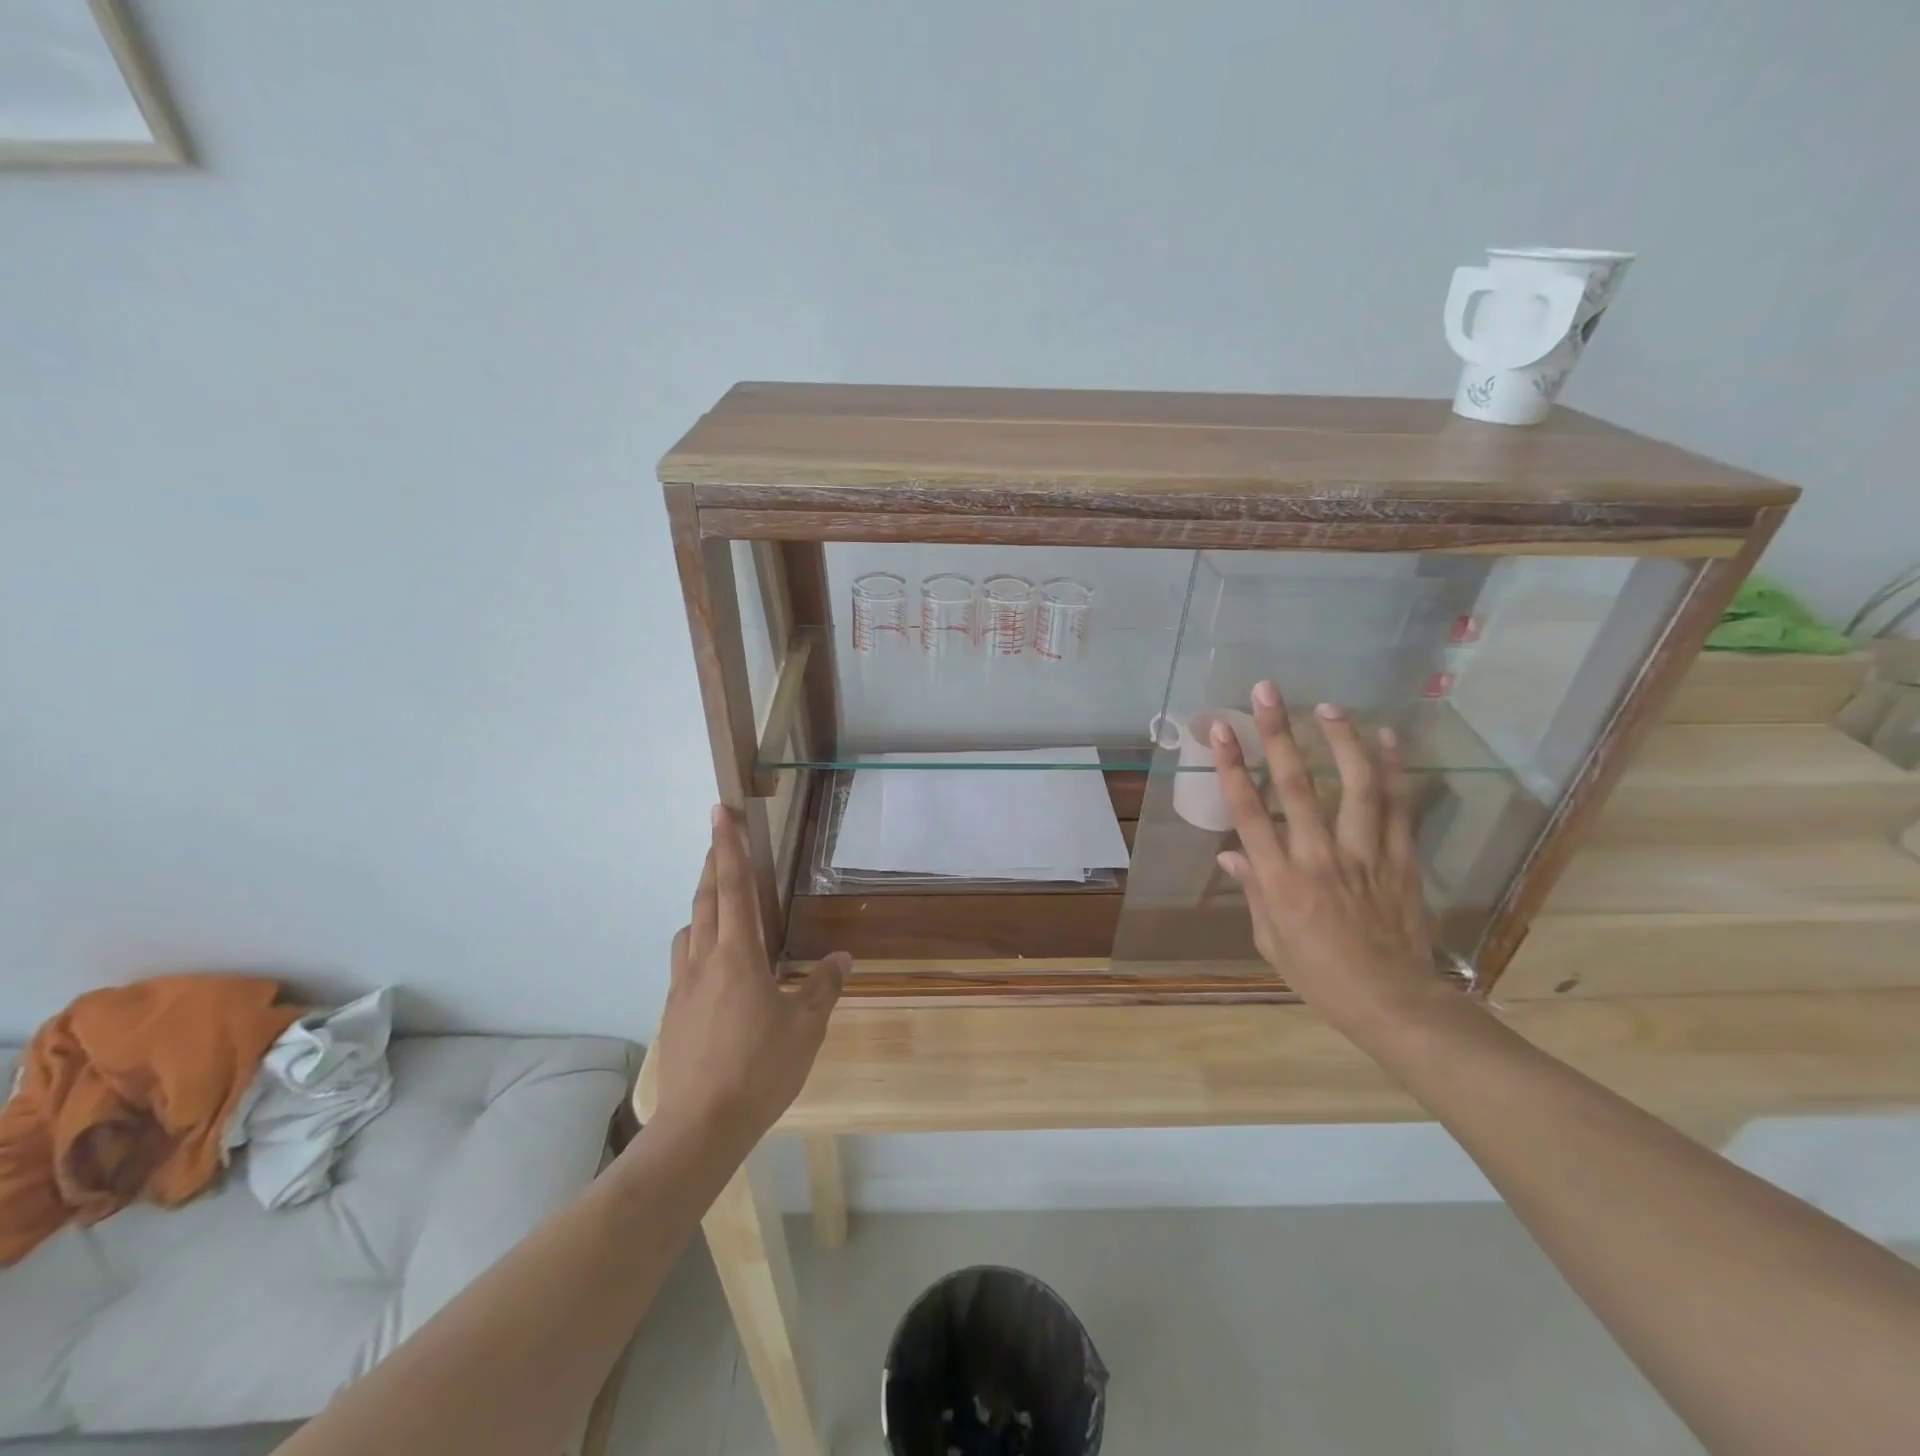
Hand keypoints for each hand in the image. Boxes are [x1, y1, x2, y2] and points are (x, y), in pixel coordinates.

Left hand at [652, 807, 848, 1153]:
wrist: (700, 1126)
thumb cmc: (760, 1070)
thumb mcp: (805, 1028)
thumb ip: (823, 987)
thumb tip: (841, 958)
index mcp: (738, 956)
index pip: (734, 887)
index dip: (728, 846)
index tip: (719, 812)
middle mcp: (704, 961)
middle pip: (705, 899)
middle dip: (712, 863)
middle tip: (718, 837)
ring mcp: (682, 986)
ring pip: (689, 928)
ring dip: (702, 903)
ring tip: (718, 901)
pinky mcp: (673, 1011)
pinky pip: (683, 960)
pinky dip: (696, 941)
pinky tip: (711, 964)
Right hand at [1210, 681, 1440, 1033]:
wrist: (1393, 1002)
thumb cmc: (1319, 975)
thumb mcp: (1270, 939)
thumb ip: (1254, 889)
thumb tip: (1232, 854)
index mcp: (1281, 879)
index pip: (1250, 811)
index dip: (1234, 766)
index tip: (1223, 729)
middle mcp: (1319, 857)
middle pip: (1297, 786)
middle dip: (1279, 734)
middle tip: (1269, 691)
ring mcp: (1364, 854)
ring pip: (1354, 786)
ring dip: (1340, 741)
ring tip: (1328, 706)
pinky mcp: (1400, 859)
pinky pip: (1397, 807)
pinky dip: (1394, 769)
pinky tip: (1388, 738)